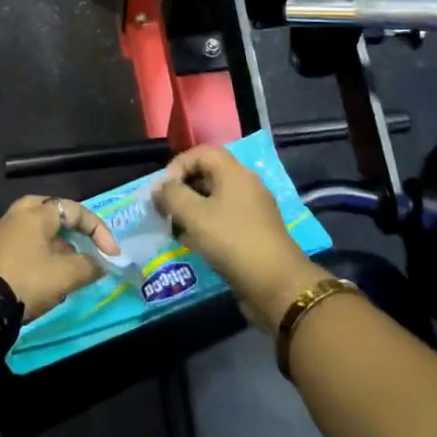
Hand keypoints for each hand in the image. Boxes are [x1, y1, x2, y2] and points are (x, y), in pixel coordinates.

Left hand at [0, 196, 120, 322]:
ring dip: (58, 244)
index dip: (99, 231)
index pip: (75, 210)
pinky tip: (48, 274)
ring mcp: (3, 232)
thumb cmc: (28, 280)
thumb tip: (99, 264)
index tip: (111, 255)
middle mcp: (18, 215)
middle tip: (84, 243)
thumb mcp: (66, 275)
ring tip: (70, 265)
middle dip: (72, 228)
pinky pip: (25, 243)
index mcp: (37, 213)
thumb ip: (89, 266)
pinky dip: (42, 253)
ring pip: (37, 229)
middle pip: (51, 211)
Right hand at [154, 145, 322, 329]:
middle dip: (182, 189)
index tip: (162, 190)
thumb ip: (171, 196)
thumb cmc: (232, 241)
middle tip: (164, 209)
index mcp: (234, 172)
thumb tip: (159, 188)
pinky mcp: (255, 231)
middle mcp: (246, 184)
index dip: (177, 165)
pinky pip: (225, 218)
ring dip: (192, 209)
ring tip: (175, 228)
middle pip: (208, 174)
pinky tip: (194, 243)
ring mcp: (253, 209)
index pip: (201, 152)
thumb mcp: (193, 215)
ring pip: (215, 198)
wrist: (276, 284)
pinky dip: (206, 224)